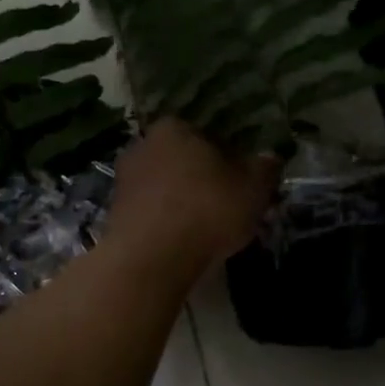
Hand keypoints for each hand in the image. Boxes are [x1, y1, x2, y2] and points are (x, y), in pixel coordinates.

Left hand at [109, 119, 281, 276]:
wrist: (151, 258)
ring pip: (163, 188)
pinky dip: (165, 224)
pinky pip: (150, 214)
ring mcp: (123, 182)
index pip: (206, 135)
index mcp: (174, 128)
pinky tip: (180, 243)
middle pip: (182, 161)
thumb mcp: (253, 188)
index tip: (241, 183)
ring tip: (205, 230)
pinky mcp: (114, 215)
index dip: (228, 158)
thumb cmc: (206, 210)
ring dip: (181, 204)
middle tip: (225, 207)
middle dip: (201, 180)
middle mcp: (142, 146)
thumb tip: (270, 158)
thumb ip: (265, 169)